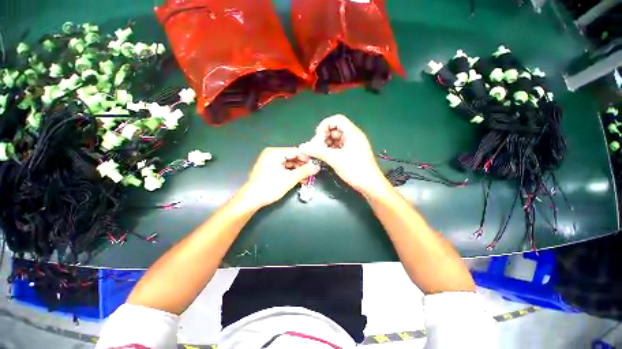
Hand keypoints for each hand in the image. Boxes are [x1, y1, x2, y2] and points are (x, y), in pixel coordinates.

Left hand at [239, 147, 320, 208]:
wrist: (251, 199)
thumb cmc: (271, 186)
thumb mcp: (290, 179)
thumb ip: (304, 171)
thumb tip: (317, 167)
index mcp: (275, 152)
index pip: (295, 151)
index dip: (307, 158)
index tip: (315, 165)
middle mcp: (271, 154)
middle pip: (291, 157)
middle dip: (302, 166)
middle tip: (312, 173)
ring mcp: (269, 161)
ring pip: (288, 163)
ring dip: (297, 170)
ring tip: (306, 178)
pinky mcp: (268, 169)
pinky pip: (282, 168)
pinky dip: (290, 173)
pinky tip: (298, 179)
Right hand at [299, 114, 388, 197]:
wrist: (370, 185)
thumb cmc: (355, 170)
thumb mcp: (335, 159)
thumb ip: (318, 151)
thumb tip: (303, 147)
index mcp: (352, 133)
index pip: (336, 119)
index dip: (325, 125)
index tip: (317, 138)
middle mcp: (353, 136)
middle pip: (335, 129)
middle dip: (324, 137)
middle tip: (317, 148)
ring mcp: (353, 145)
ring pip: (336, 139)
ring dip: (327, 144)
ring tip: (320, 154)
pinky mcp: (353, 153)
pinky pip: (339, 147)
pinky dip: (331, 150)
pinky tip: (326, 157)